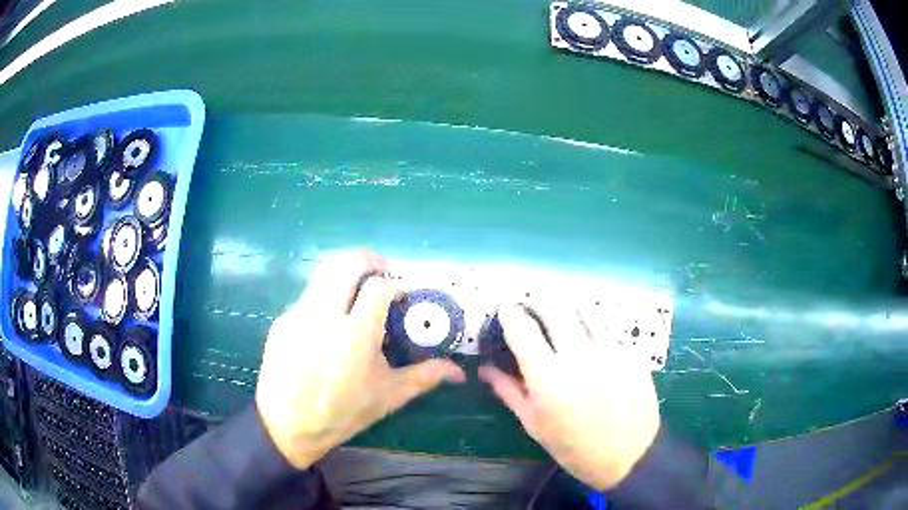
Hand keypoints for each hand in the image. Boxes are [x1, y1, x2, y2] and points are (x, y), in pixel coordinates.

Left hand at [256, 251, 465, 468]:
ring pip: (323, 274)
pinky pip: (307, 296)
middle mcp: (325, 316)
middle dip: (368, 260)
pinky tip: (328, 321)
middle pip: (346, 265)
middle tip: (380, 270)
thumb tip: (458, 372)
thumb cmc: (343, 413)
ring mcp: (299, 315)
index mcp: (356, 336)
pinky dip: (324, 295)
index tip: (398, 298)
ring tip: (355, 288)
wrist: (288, 425)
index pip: (378, 288)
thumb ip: (424, 377)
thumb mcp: (388, 396)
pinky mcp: (282, 321)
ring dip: (344, 272)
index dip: (393, 286)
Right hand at [479, 303, 659, 490]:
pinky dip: (592, 331)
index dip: (509, 312)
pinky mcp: (632, 352)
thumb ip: (508, 390)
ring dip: (566, 308)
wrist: (628, 456)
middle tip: (532, 311)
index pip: (522, 327)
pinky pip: (606, 329)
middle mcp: (580, 355)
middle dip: (537, 302)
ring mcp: (611, 350)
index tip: (505, 309)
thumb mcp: (534, 424)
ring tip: (561, 320)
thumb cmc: (573, 447)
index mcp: (549, 378)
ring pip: (584, 309)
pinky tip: (592, 349)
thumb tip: (484, 367)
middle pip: (554, 306)